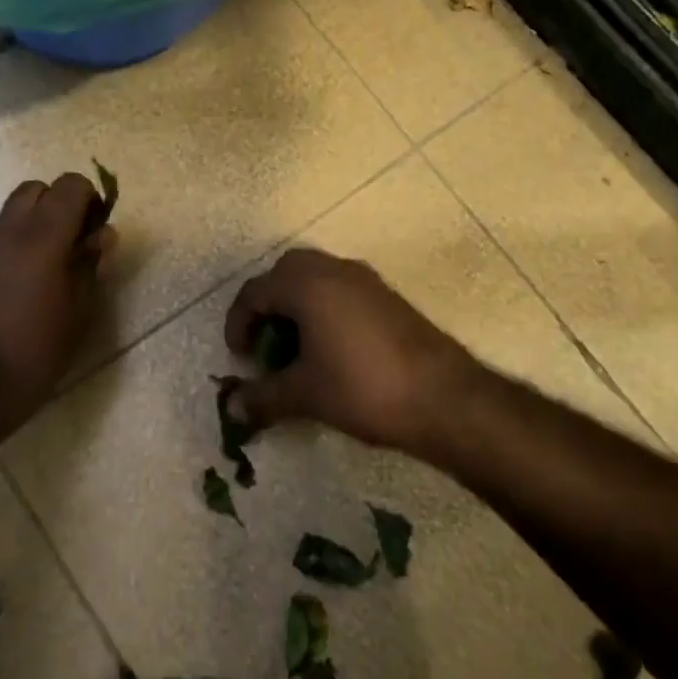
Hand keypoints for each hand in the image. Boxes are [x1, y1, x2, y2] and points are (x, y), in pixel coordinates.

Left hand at [0, 173, 115, 429]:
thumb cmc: (34, 354)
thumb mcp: (78, 314)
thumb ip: (89, 266)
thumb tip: (101, 235)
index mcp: (41, 238)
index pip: (70, 185)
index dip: (90, 200)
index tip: (97, 233)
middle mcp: (6, 233)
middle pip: (34, 190)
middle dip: (58, 205)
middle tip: (73, 244)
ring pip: (10, 215)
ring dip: (34, 227)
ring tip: (48, 271)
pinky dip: (12, 250)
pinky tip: (17, 292)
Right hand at [223, 248, 481, 453]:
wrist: (445, 399)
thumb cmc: (362, 389)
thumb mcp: (304, 395)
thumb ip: (262, 396)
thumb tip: (232, 408)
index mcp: (306, 285)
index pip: (254, 292)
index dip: (238, 324)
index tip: (240, 358)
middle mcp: (334, 270)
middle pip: (284, 273)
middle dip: (267, 305)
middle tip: (265, 342)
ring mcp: (366, 280)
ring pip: (316, 278)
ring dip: (297, 305)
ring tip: (296, 349)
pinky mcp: (388, 297)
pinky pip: (341, 289)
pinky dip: (324, 309)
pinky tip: (331, 350)